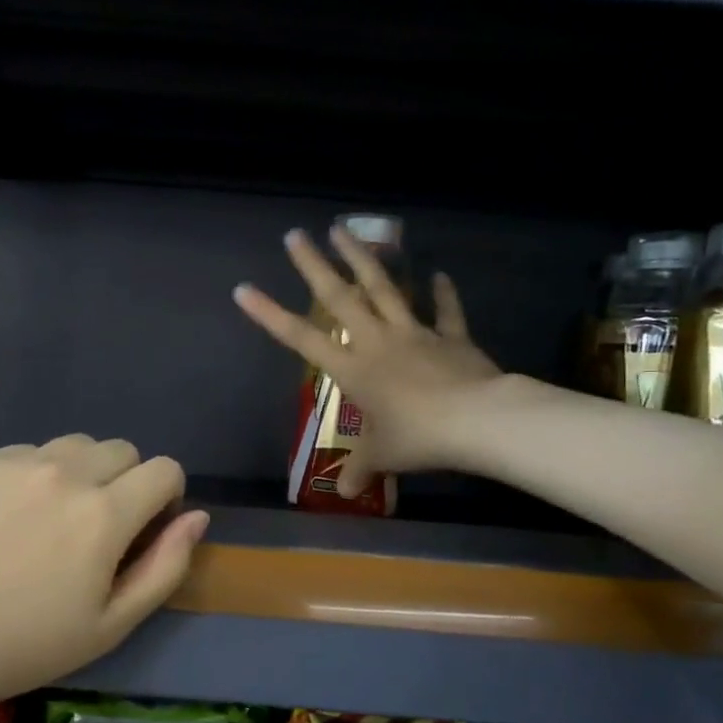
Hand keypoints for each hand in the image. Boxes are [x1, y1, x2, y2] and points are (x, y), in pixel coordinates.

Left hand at [0, 437, 208, 712]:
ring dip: (82, 472)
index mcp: (104, 513)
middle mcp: (65, 472)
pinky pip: (27, 453)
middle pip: (123, 450)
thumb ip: (165, 566)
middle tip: (95, 530)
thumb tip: (197, 516)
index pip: (165, 469)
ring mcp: (16, 462)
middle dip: (126, 482)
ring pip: (75, 446)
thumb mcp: (111, 624)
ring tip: (51, 520)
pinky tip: (7, 519)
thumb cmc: (24, 646)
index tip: (145, 528)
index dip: (166, 497)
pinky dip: (34, 475)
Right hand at [233, 227, 501, 496]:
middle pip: (340, 297)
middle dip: (314, 265)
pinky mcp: (450, 336)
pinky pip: (445, 311)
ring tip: (344, 229)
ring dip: (363, 258)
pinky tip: (438, 273)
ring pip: (384, 288)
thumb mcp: (384, 456)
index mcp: (353, 368)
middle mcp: (377, 341)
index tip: (244, 289)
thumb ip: (362, 468)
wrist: (478, 421)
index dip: (270, 315)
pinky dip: (442, 293)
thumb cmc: (418, 437)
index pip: (301, 338)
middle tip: (295, 235)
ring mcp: (414, 333)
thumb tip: (345, 492)